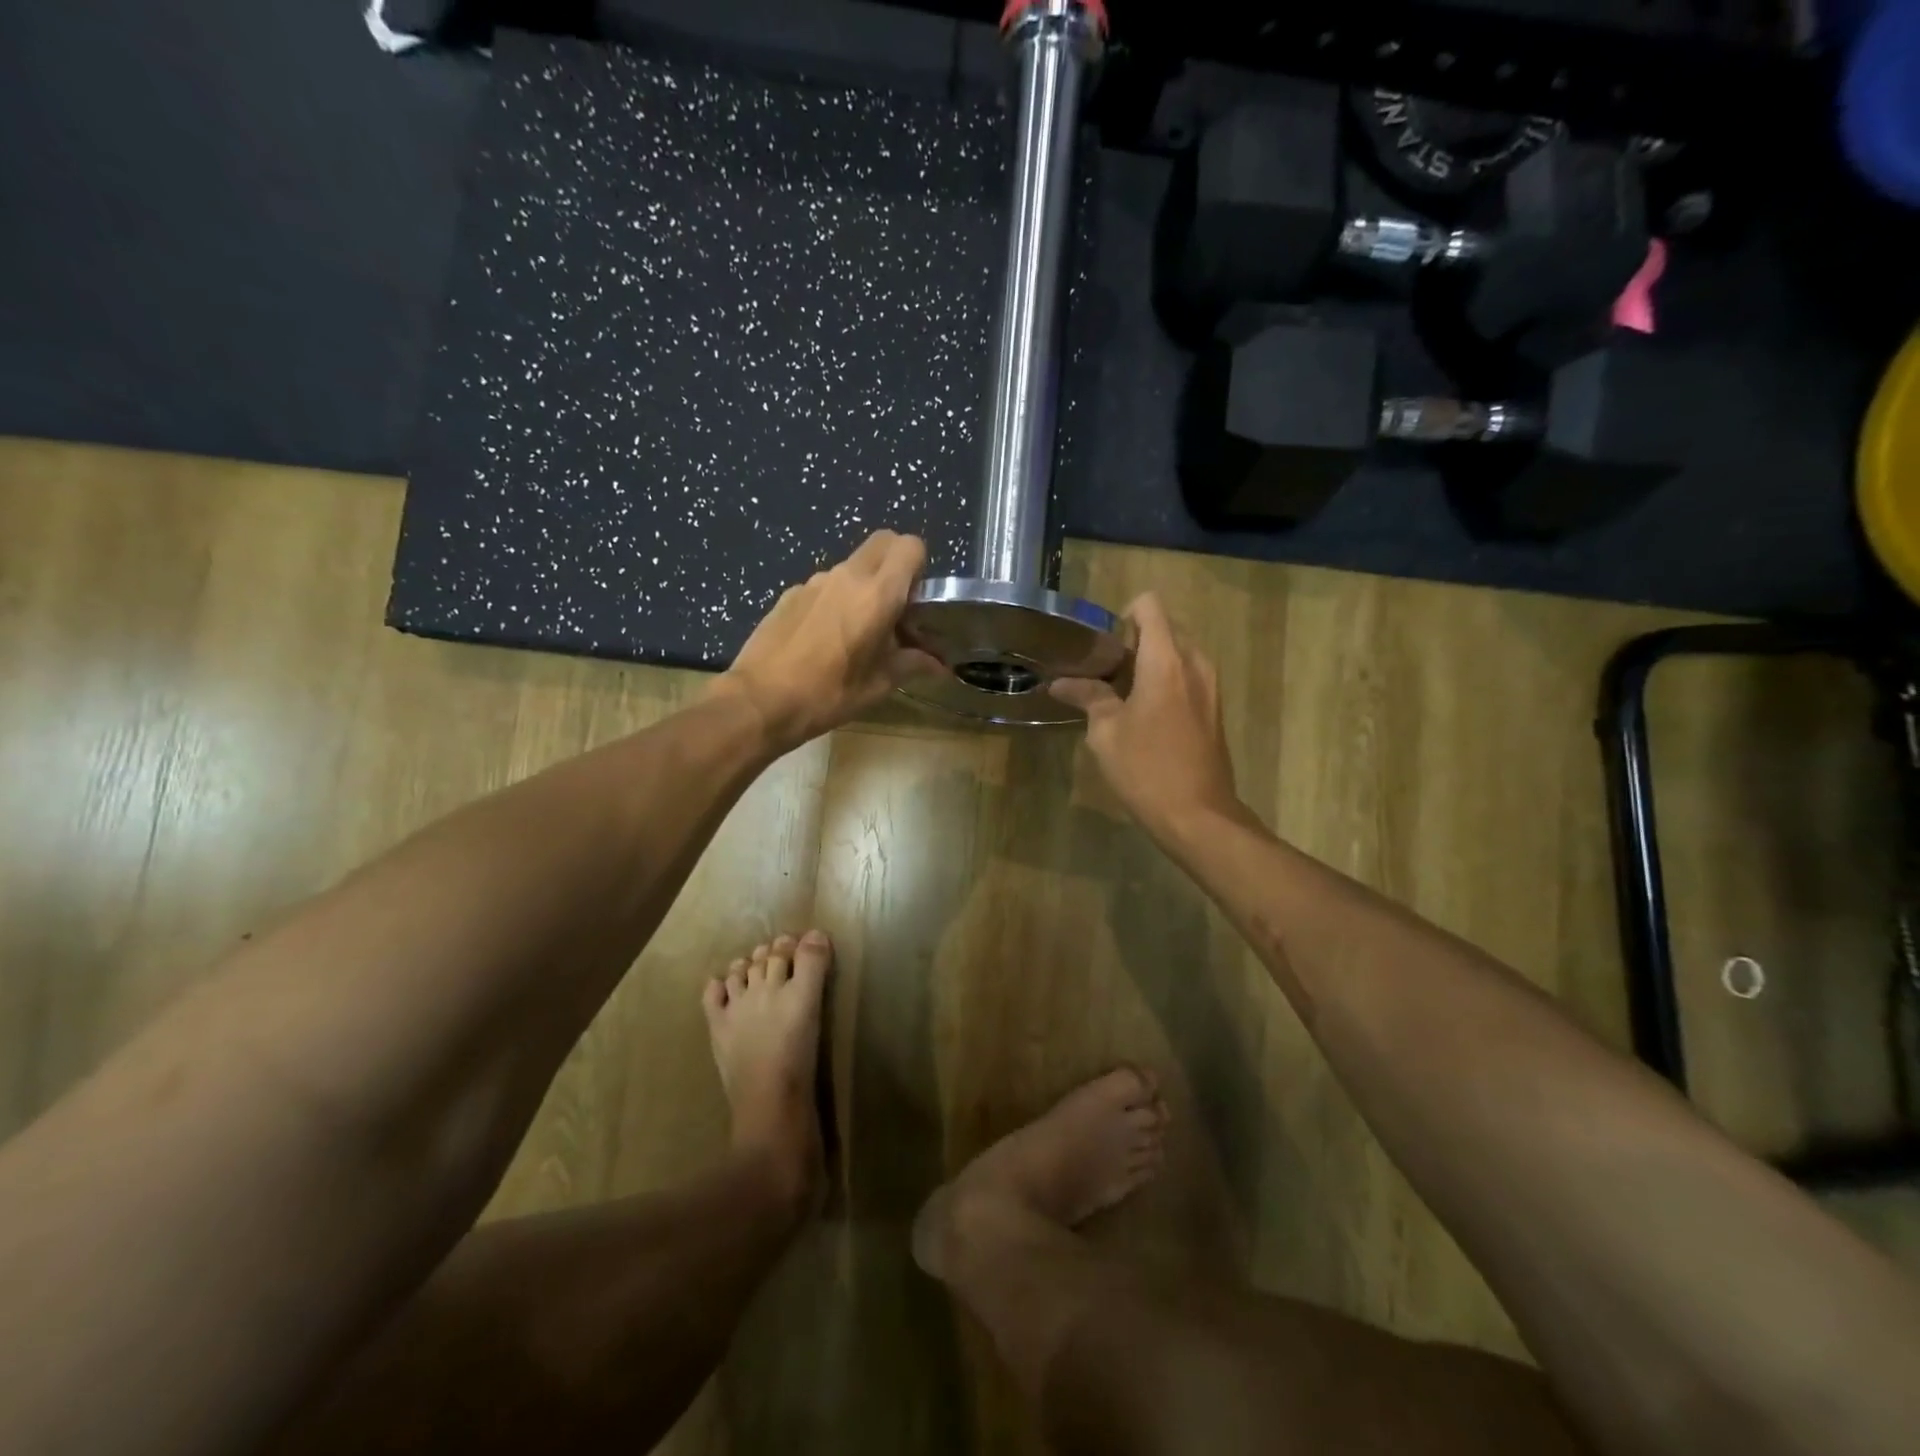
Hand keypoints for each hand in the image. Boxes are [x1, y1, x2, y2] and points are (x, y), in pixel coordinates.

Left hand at [716, 531, 943, 751]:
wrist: (759, 701)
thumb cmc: (828, 694)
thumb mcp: (878, 685)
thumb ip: (912, 664)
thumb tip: (938, 665)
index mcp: (877, 594)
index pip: (910, 546)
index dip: (919, 568)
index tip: (915, 602)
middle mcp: (846, 576)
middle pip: (882, 542)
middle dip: (895, 565)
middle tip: (894, 607)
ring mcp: (814, 581)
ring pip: (852, 566)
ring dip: (864, 586)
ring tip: (857, 631)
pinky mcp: (790, 593)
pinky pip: (825, 586)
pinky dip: (835, 600)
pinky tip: (824, 639)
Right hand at [1050, 593, 1240, 835]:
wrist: (1198, 815)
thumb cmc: (1146, 769)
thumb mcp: (1106, 733)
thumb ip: (1088, 697)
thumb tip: (1061, 683)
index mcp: (1165, 660)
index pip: (1150, 606)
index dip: (1124, 615)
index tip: (1104, 646)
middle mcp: (1194, 664)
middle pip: (1165, 628)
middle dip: (1135, 641)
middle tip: (1106, 673)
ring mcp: (1210, 687)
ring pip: (1179, 654)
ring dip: (1151, 664)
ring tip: (1122, 695)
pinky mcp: (1215, 709)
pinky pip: (1189, 677)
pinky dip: (1166, 682)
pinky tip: (1145, 716)